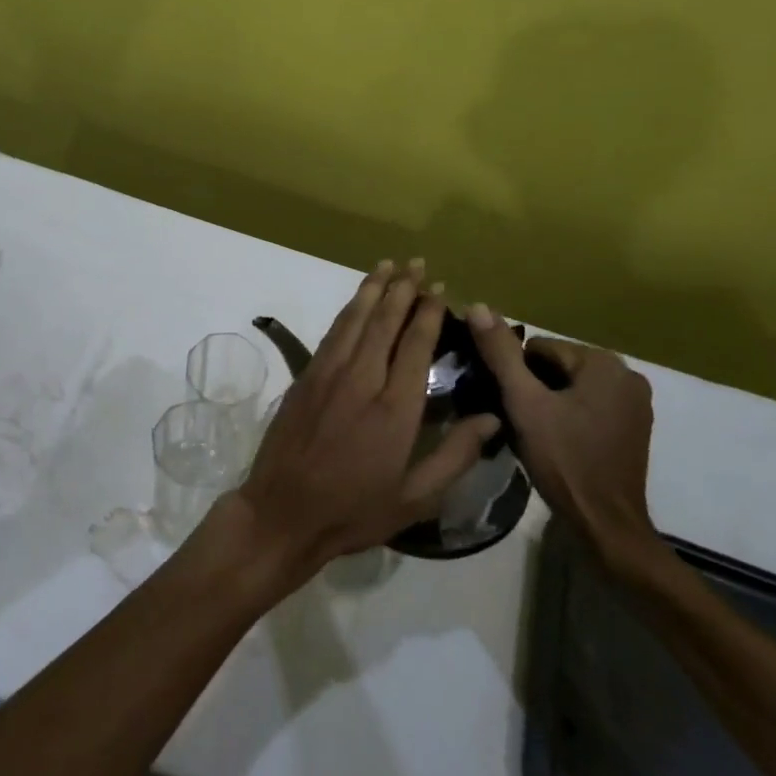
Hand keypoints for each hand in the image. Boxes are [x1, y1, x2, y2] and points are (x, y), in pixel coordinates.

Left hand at [223, 260, 499, 583]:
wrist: (282, 511)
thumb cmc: (354, 511)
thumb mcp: (416, 497)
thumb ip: (455, 455)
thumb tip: (493, 418)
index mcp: (395, 408)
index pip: (416, 344)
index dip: (429, 313)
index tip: (440, 290)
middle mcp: (362, 379)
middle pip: (385, 321)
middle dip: (403, 288)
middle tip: (417, 263)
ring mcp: (328, 374)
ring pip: (355, 319)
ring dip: (373, 289)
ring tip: (388, 265)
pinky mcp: (306, 376)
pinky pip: (332, 333)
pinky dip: (348, 311)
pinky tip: (357, 301)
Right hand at [466, 306, 660, 570]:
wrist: (606, 525)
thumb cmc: (564, 459)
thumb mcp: (524, 403)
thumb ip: (501, 353)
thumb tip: (478, 306)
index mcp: (603, 362)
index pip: (538, 349)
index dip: (517, 375)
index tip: (511, 405)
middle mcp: (627, 375)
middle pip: (556, 366)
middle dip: (534, 388)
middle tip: (521, 421)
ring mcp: (635, 404)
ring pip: (571, 388)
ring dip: (550, 403)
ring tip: (536, 434)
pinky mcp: (634, 428)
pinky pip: (589, 406)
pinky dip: (570, 417)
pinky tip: (559, 443)